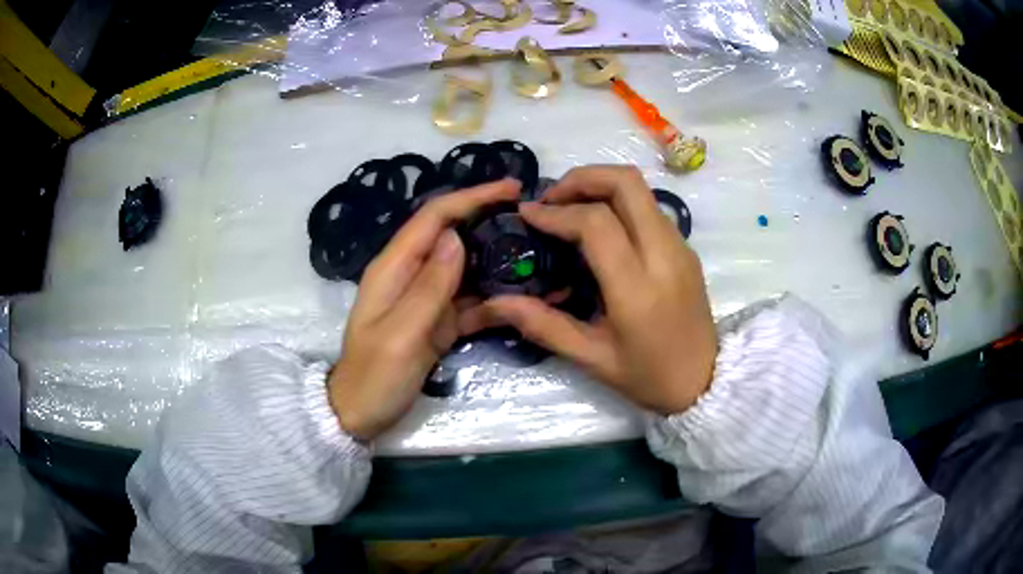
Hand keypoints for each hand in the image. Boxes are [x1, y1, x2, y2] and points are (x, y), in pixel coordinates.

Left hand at [328, 179, 520, 440]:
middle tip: (536, 220)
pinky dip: (499, 298)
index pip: (435, 217)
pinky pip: (472, 302)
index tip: (512, 188)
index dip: (472, 197)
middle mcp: (411, 275)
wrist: (360, 414)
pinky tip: (529, 299)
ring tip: (542, 255)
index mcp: (394, 267)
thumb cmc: (374, 375)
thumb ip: (429, 286)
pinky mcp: (439, 323)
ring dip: (501, 261)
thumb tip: (457, 237)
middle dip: (491, 222)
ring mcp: (427, 299)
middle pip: (454, 235)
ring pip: (469, 268)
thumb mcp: (401, 333)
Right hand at [459, 166, 716, 414]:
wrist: (705, 381)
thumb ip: (543, 325)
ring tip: (569, 208)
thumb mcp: (592, 358)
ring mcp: (680, 247)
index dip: (557, 212)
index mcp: (638, 288)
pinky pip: (650, 207)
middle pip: (626, 183)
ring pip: (641, 189)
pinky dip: (619, 202)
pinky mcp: (685, 248)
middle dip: (582, 178)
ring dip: (601, 186)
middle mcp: (664, 255)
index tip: (528, 215)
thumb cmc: (648, 376)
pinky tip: (599, 228)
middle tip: (552, 198)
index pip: (596, 224)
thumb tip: (495, 303)